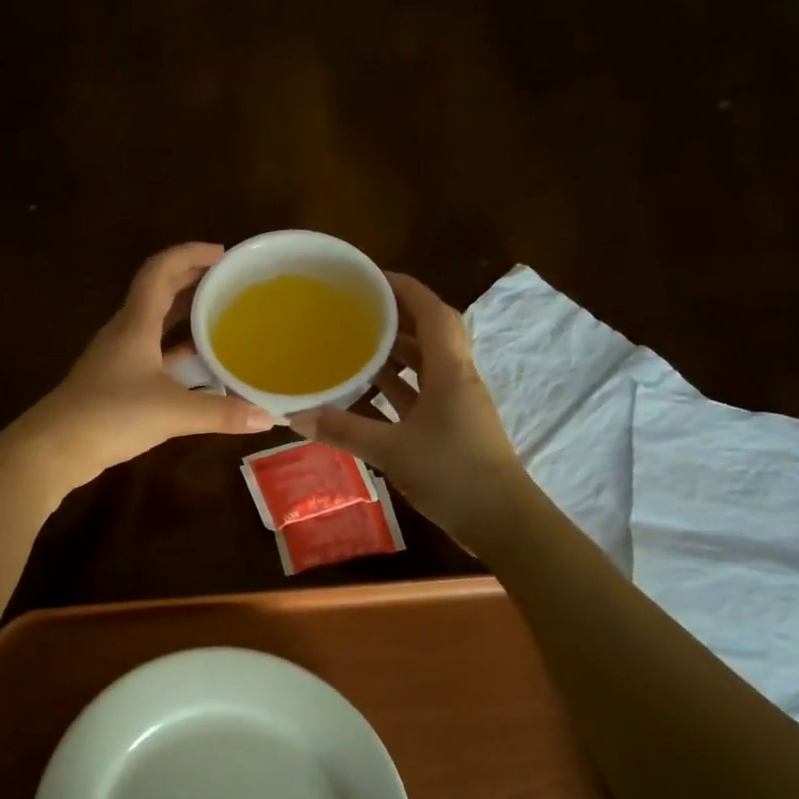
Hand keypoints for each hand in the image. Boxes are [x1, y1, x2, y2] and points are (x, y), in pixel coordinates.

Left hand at [20, 243, 277, 494]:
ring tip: (222, 320)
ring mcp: (118, 360)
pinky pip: (153, 356)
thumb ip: (220, 413)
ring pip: (156, 327)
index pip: (160, 271)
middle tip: (229, 284)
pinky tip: (200, 370)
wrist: (55, 448)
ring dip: (185, 319)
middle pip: (159, 294)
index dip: (190, 254)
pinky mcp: (116, 384)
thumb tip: (267, 417)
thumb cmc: (111, 415)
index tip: (222, 254)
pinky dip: (177, 354)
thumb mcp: (172, 412)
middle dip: (193, 282)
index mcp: (135, 324)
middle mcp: (125, 333)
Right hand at [291, 272, 527, 543]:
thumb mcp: (392, 451)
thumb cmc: (453, 474)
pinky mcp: (453, 428)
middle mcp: (458, 379)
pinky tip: (368, 393)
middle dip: (398, 316)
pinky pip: (421, 395)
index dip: (406, 289)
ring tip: (357, 344)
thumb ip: (344, 430)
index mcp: (451, 372)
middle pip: (431, 334)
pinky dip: (397, 388)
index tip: (372, 277)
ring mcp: (458, 405)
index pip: (433, 312)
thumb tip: (295, 416)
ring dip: (397, 353)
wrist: (502, 521)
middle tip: (358, 309)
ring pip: (427, 366)